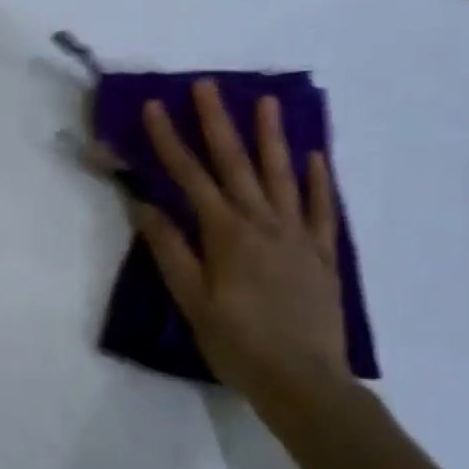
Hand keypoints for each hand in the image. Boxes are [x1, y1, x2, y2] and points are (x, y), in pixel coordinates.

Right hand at [135, 80, 349, 397]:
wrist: (305, 383)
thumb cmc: (238, 344)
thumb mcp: (192, 301)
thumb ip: (170, 250)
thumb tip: (145, 205)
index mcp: (226, 233)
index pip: (190, 176)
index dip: (170, 139)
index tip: (155, 107)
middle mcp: (262, 223)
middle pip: (236, 163)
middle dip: (217, 122)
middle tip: (207, 85)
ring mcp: (297, 236)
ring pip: (282, 175)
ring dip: (272, 137)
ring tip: (268, 102)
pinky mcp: (323, 255)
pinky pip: (321, 210)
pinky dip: (318, 182)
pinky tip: (315, 158)